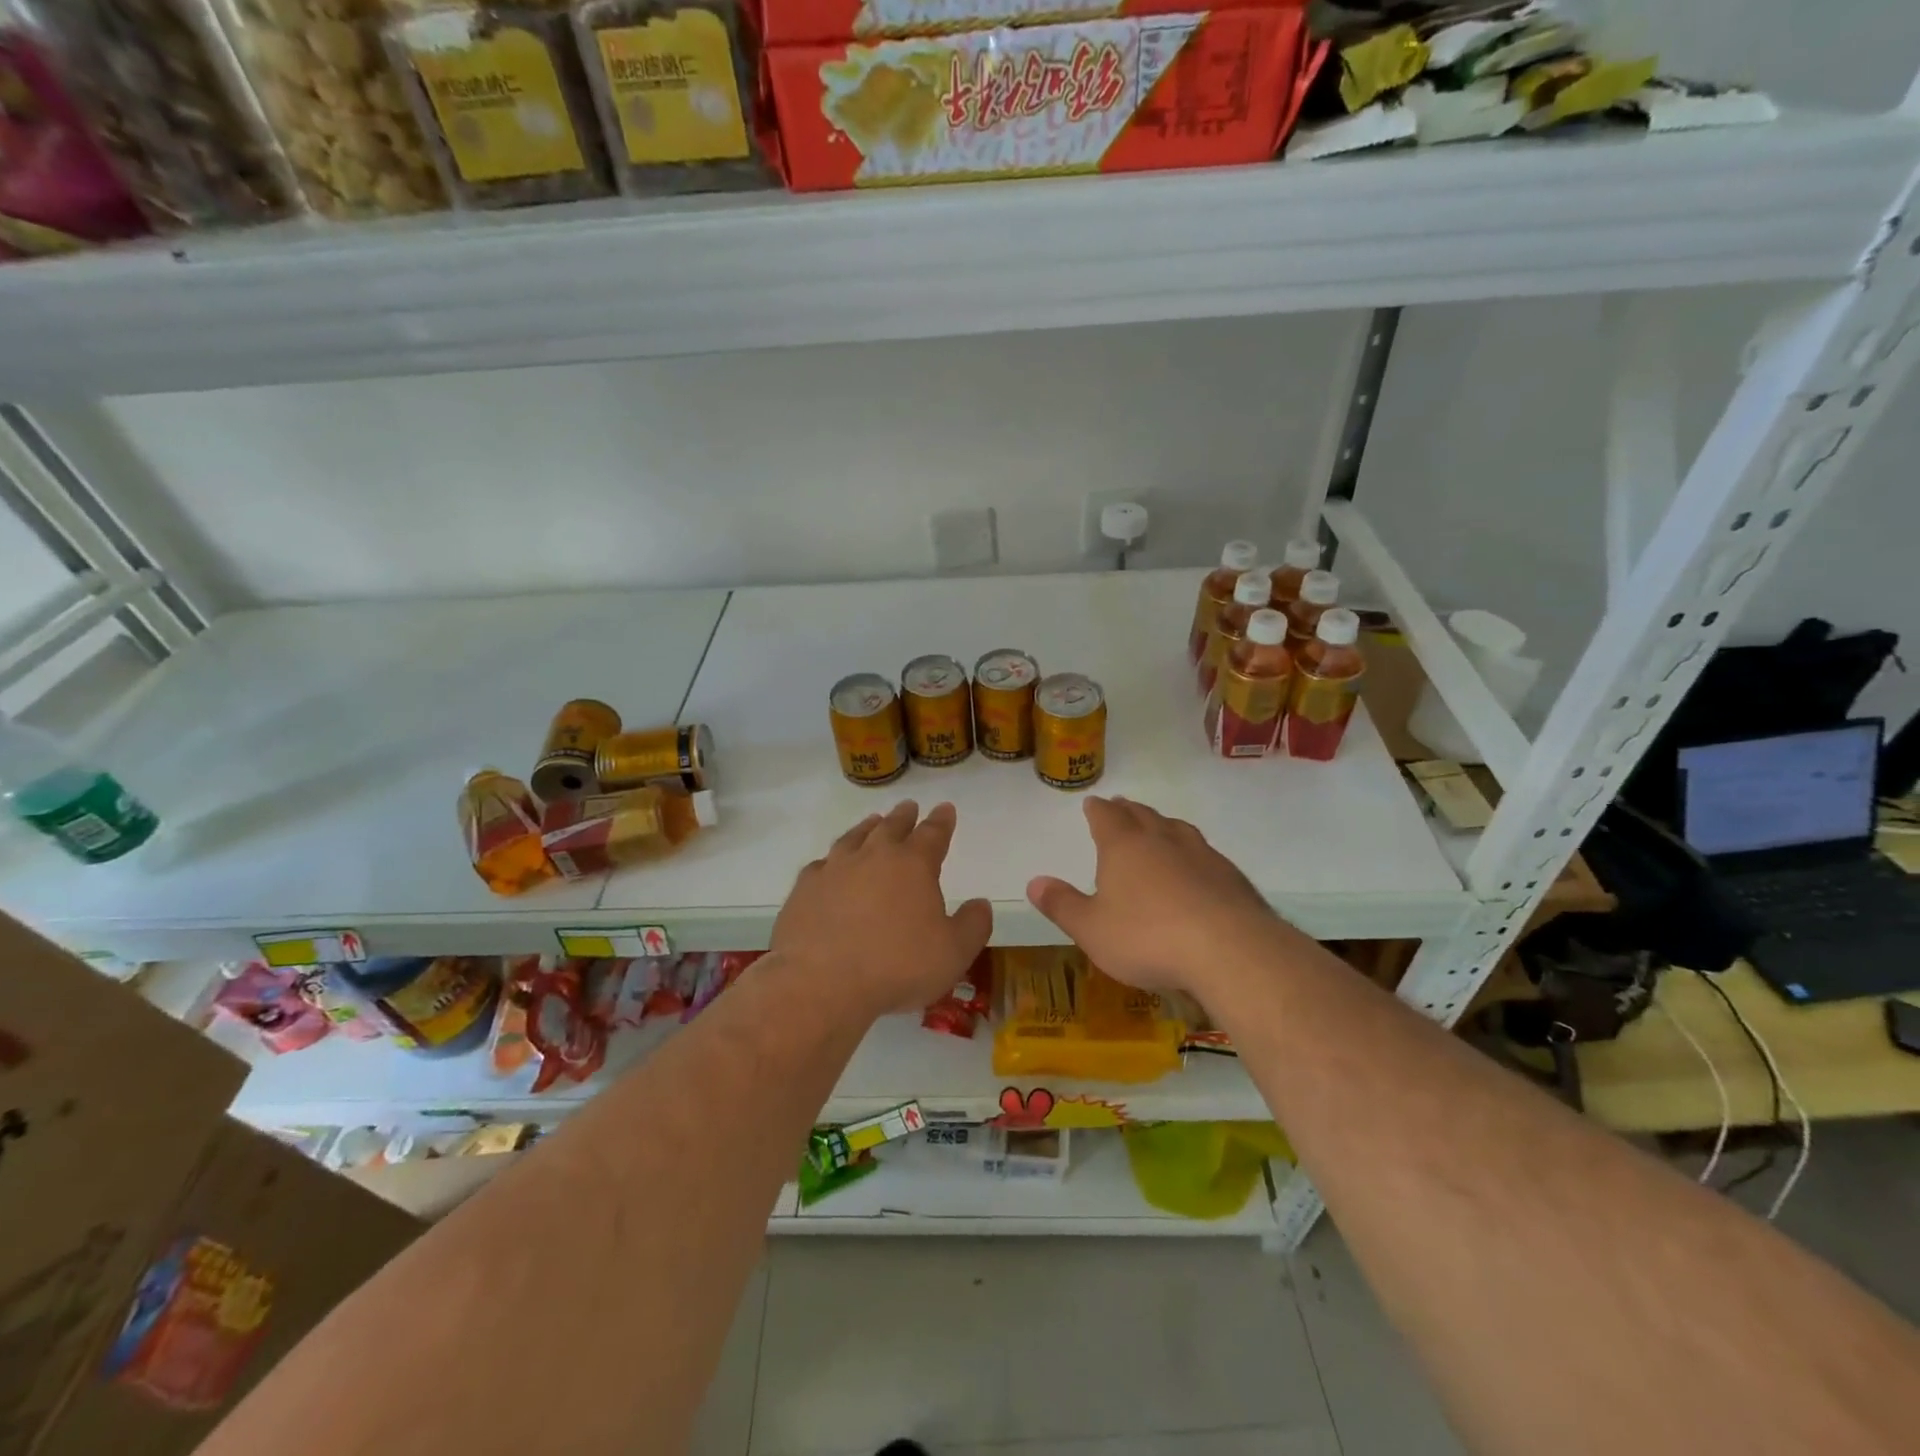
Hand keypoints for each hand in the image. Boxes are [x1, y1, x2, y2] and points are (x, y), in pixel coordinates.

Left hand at [771, 800, 991, 1018]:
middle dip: (904, 817)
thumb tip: (981, 904)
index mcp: (913, 865)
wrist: (820, 982)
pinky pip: (822, 865)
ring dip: (867, 828)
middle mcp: (873, 856)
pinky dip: (831, 861)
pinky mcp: (804, 888)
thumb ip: (973, 925)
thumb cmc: (896, 966)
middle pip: (891, 827)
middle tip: (909, 807)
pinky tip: (830, 865)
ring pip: (854, 838)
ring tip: (873, 822)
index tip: (945, 809)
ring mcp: (834, 869)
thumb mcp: (953, 953)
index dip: (941, 821)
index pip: (932, 833)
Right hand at [1026, 796, 1286, 997]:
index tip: (1093, 803)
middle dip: (1128, 811)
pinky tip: (1196, 865)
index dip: (1097, 810)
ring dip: (1162, 824)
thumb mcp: (1092, 930)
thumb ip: (1062, 905)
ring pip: (1177, 828)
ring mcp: (1201, 854)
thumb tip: (1033, 882)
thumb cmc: (1147, 937)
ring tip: (1158, 825)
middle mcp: (1162, 840)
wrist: (1229, 949)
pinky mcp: (1230, 876)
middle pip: (1142, 816)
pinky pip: (1204, 852)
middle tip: (1121, 806)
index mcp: (1124, 847)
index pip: (1106, 817)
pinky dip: (1192, 851)